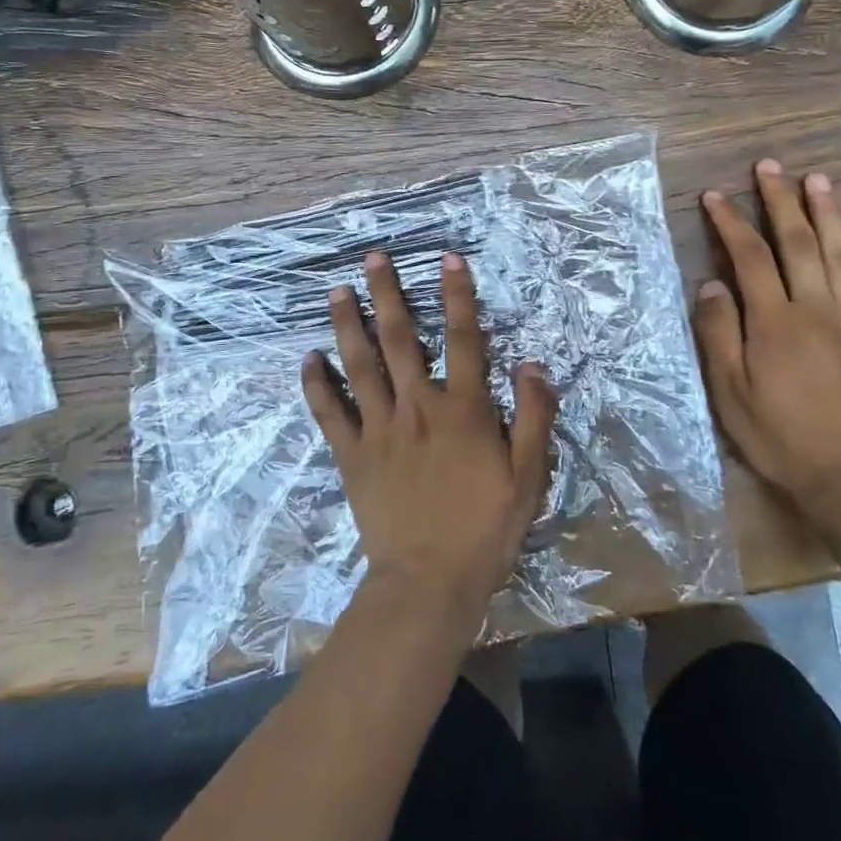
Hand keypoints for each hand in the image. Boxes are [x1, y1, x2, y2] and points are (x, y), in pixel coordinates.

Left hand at [302, 251, 556, 639]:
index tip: (447, 258)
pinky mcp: (352, 455)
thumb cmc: (484, 529)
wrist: (429, 583)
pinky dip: (317, 384)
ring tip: (335, 291)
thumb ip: (532, 417)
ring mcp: (379, 428)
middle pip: (400, 339)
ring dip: (347, 325)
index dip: (458, 295)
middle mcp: (417, 406)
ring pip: (360, 365)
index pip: (464, 339)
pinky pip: (330, 413)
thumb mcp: (528, 477)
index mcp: (462, 409)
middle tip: (371, 257)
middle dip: (387, 293)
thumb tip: (532, 365)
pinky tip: (308, 358)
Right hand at [695, 159, 840, 536]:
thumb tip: (712, 285)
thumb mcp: (730, 393)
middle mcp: (816, 308)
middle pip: (797, 242)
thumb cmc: (780, 435)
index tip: (715, 195)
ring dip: (827, 212)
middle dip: (780, 201)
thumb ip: (720, 335)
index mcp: (775, 322)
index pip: (749, 256)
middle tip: (769, 166)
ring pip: (840, 253)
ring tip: (817, 178)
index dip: (730, 222)